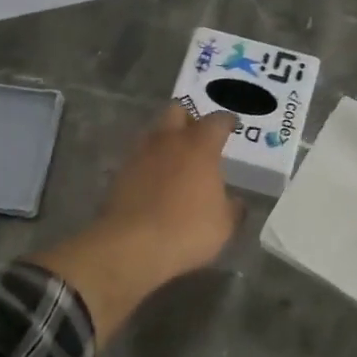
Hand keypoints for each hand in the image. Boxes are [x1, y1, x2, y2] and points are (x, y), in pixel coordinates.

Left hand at [31, 106, 240, 342]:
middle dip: (189, 119)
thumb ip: (232, 208)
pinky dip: (149, 163)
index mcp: (199, 146)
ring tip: (176, 160)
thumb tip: (235, 202)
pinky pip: (139, 157)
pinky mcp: (120, 172)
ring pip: (154, 132)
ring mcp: (140, 154)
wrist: (132, 246)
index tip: (232, 126)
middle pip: (177, 111)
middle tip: (198, 136)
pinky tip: (156, 182)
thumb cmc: (187, 229)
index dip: (227, 121)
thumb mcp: (223, 225)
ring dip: (166, 140)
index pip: (217, 120)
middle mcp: (168, 141)